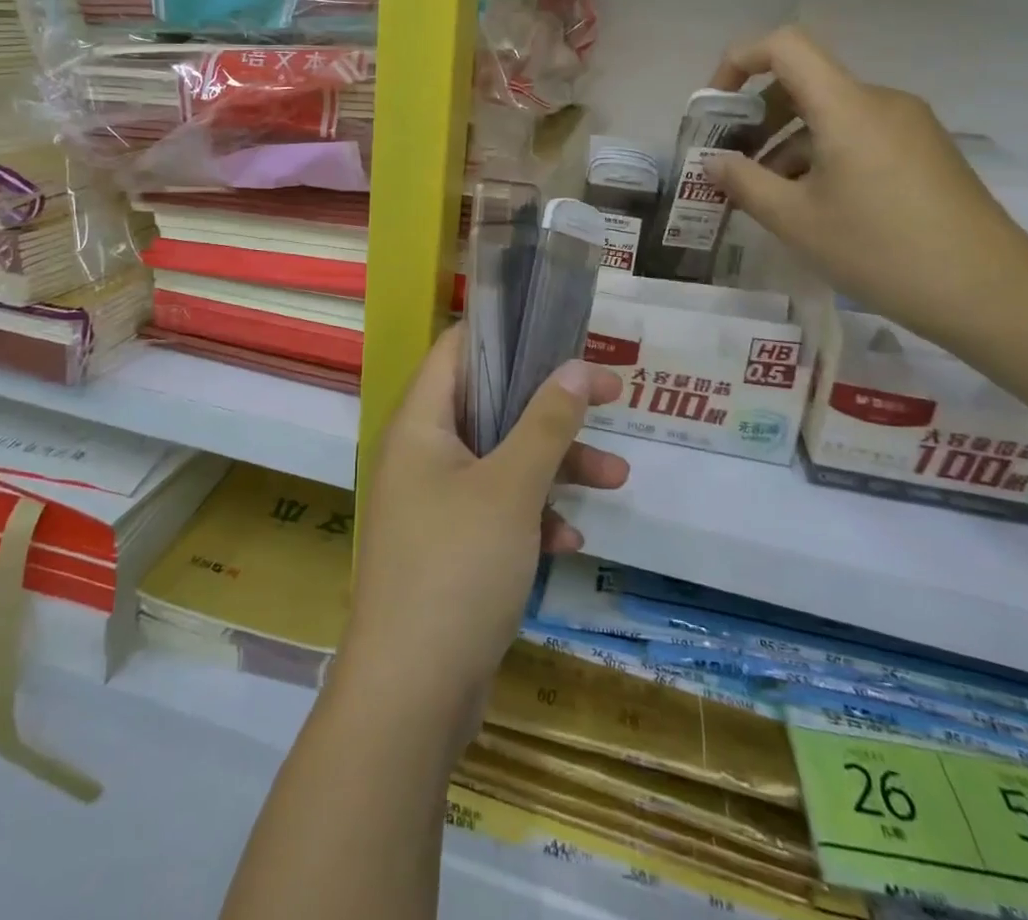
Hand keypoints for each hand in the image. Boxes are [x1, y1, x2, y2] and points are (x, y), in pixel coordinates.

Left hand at [340, 327, 624, 728]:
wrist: (410, 696)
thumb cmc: (457, 568)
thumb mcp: (511, 488)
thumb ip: (546, 423)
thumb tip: (576, 366)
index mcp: (420, 424)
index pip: (457, 350)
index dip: (506, 333)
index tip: (559, 331)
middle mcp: (422, 454)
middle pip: (490, 405)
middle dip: (551, 406)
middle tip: (609, 396)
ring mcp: (434, 503)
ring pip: (502, 461)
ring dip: (555, 466)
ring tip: (618, 476)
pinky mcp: (449, 547)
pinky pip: (497, 511)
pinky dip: (533, 515)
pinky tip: (569, 539)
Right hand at [707, 26, 1027, 346]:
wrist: (988, 290)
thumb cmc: (880, 250)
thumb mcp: (795, 220)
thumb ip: (743, 183)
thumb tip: (714, 163)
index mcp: (847, 106)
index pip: (785, 46)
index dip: (740, 61)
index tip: (716, 107)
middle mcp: (880, 101)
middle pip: (805, 83)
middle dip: (758, 117)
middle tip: (731, 164)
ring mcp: (908, 125)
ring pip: (830, 115)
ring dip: (787, 143)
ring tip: (768, 196)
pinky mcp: (924, 150)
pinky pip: (858, 135)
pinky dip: (822, 155)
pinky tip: (813, 205)